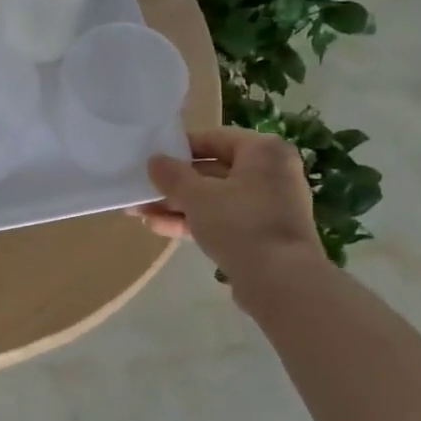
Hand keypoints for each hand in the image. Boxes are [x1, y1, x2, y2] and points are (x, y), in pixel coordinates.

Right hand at [131, 128, 321, 297]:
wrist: (280, 281)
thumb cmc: (240, 224)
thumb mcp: (197, 196)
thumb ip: (172, 175)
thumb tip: (154, 161)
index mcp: (263, 151)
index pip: (213, 138)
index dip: (179, 148)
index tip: (151, 159)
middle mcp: (271, 172)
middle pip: (212, 171)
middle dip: (173, 184)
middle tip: (140, 190)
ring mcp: (268, 205)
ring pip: (214, 198)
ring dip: (177, 205)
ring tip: (139, 213)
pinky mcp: (262, 234)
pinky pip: (223, 219)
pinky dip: (195, 221)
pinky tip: (159, 227)